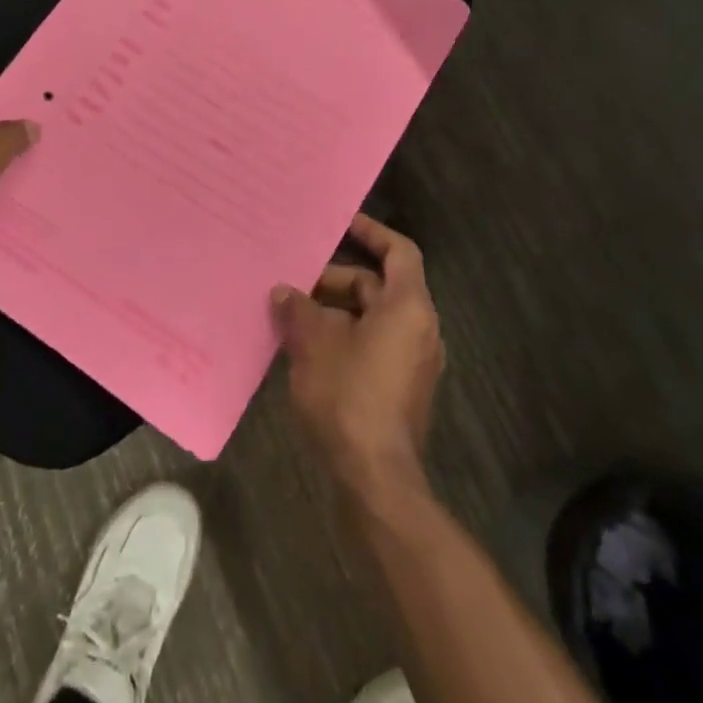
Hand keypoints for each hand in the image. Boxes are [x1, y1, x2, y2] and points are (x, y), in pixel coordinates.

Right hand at [273, 214, 444, 501]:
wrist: (375, 479)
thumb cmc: (349, 396)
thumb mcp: (314, 344)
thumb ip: (298, 309)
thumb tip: (283, 292)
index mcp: (408, 307)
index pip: (399, 252)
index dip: (372, 232)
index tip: (342, 223)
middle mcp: (419, 328)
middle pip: (379, 286)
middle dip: (336, 280)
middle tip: (296, 279)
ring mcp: (413, 361)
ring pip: (372, 318)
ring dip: (335, 311)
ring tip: (292, 313)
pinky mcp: (402, 389)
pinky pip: (373, 345)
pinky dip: (344, 337)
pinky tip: (306, 347)